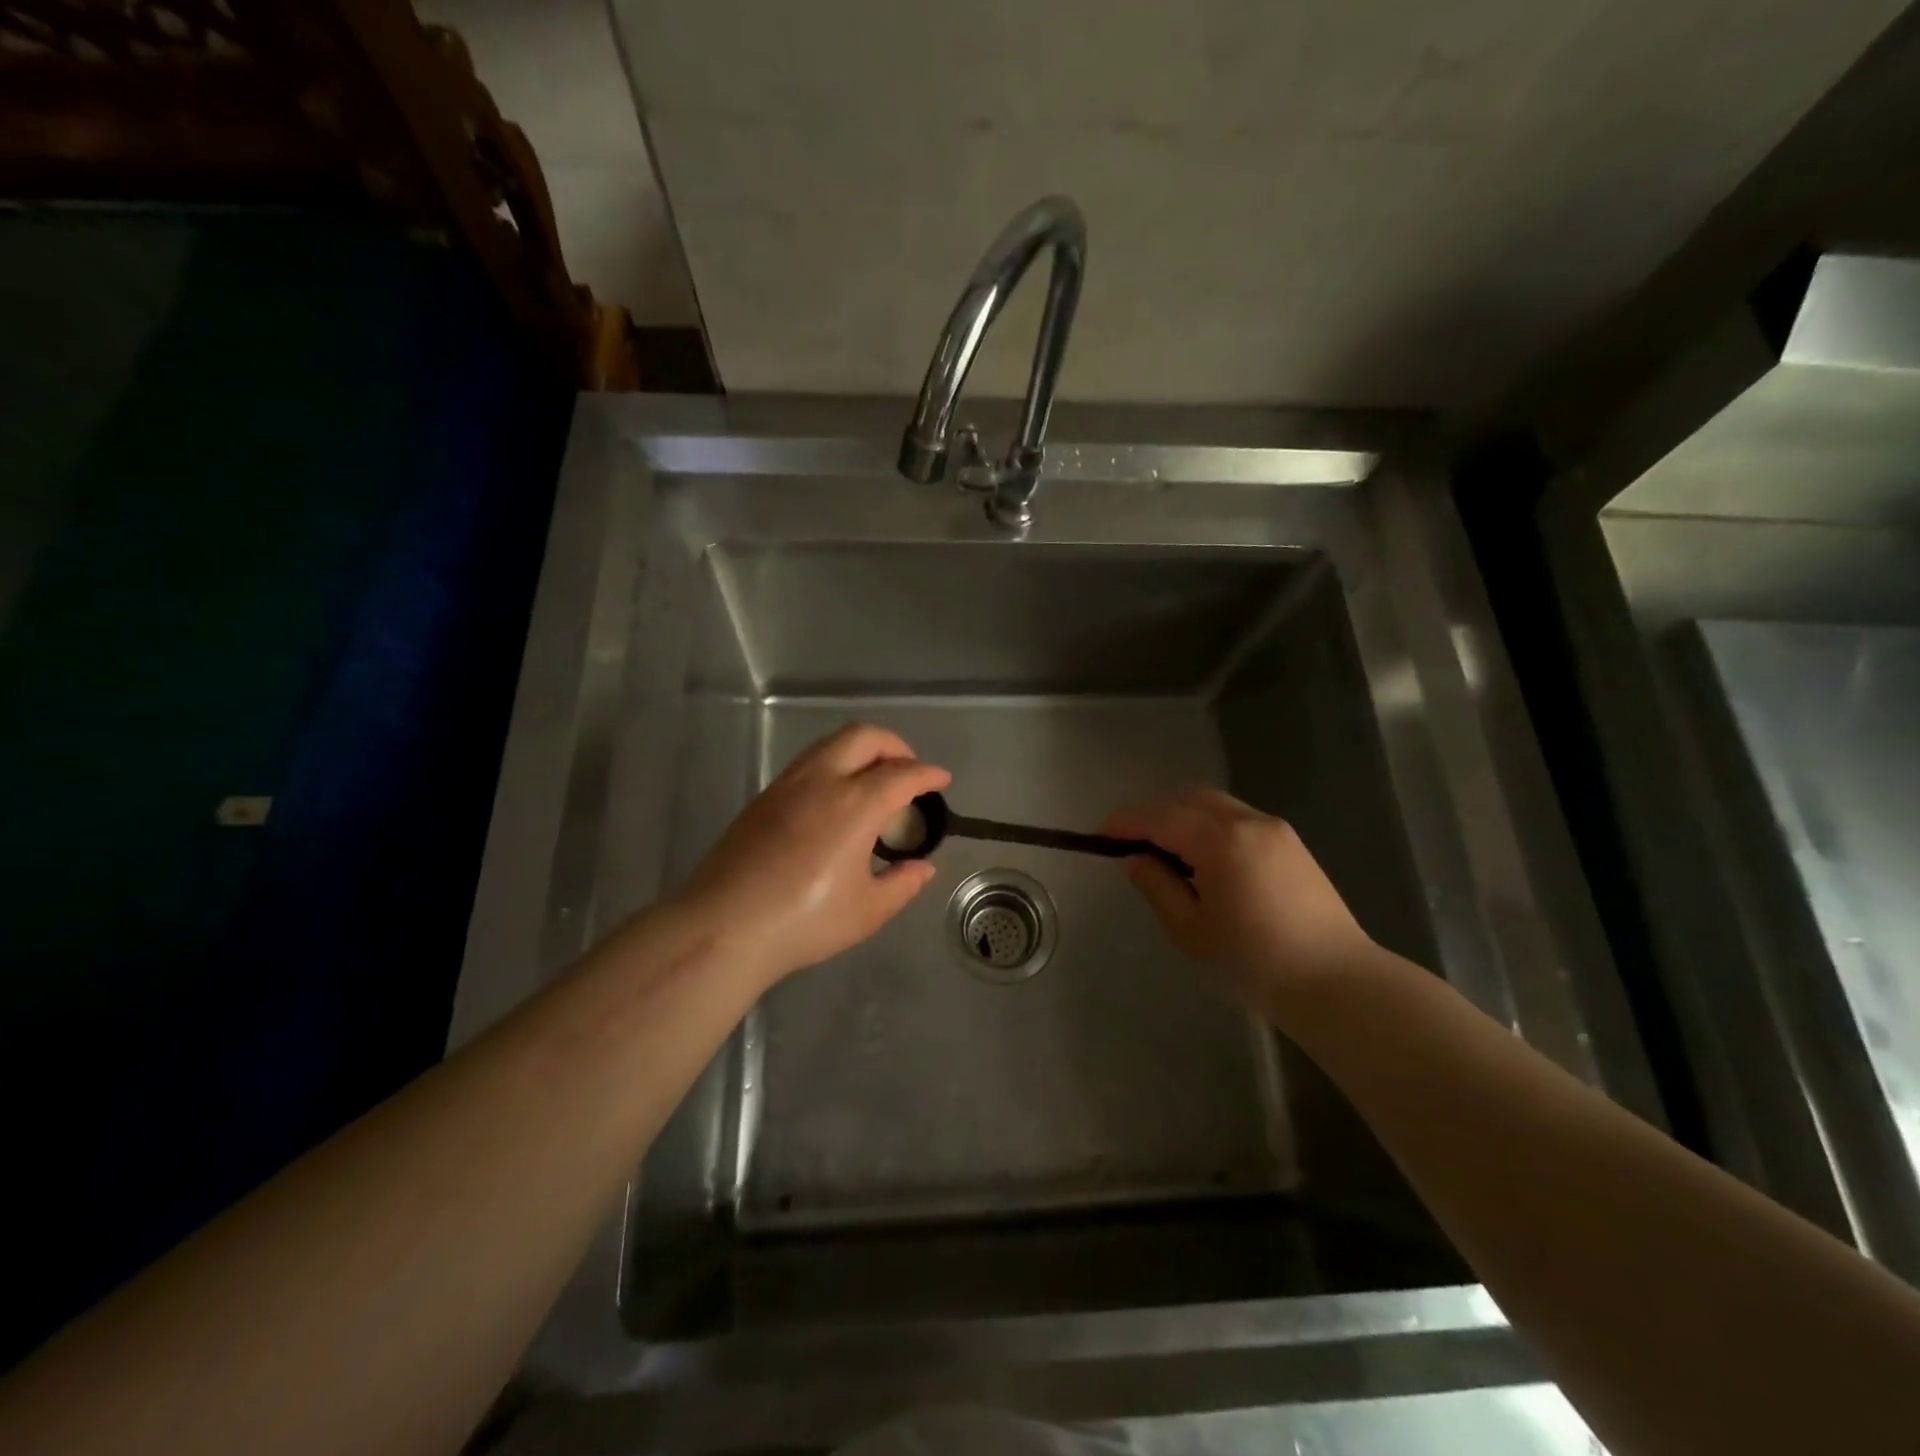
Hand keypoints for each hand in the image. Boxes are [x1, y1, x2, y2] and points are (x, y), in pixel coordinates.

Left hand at [674, 723, 950, 985]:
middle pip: (865, 736)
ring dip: (861, 750)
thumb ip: (902, 884)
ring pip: (832, 743)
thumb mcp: (866, 912)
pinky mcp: (764, 797)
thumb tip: (922, 868)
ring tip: (874, 780)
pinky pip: (809, 762)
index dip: (928, 774)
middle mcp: (822, 780)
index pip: (902, 774)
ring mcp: (787, 784)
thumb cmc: (804, 921)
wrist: (724, 926)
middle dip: (895, 746)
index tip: (941, 779)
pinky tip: (836, 798)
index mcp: (855, 804)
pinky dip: (834, 764)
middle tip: (909, 771)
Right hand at [1102, 787, 1373, 1017]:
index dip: (1126, 822)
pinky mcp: (1292, 845)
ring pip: (1216, 805)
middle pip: (1189, 798)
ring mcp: (1276, 830)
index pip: (1161, 817)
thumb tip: (1136, 859)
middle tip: (1131, 841)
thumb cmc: (1255, 963)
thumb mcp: (1191, 931)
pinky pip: (1238, 819)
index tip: (1099, 834)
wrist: (1338, 984)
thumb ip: (1158, 886)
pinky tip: (1204, 860)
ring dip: (1183, 817)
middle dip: (1155, 812)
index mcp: (1221, 841)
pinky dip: (1210, 826)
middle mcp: (1249, 822)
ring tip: (1165, 852)